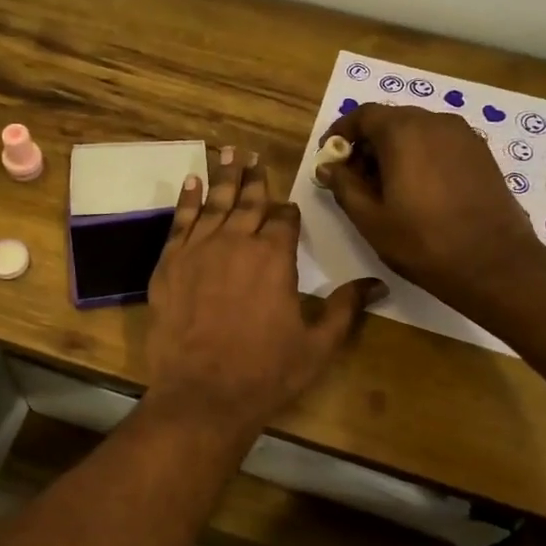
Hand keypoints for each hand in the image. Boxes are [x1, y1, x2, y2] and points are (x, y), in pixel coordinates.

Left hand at [145, 148, 379, 442]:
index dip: (288, 212)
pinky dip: (185, 201)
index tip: (288, 208)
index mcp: (275, 257)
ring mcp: (198, 250)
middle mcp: (237, 242)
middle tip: (250, 153)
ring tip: (226, 152)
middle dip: (254, 178)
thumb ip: (346, 308)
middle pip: (249, 202)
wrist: (202, 393)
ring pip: (214, 204)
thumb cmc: (266, 372)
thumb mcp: (318, 344)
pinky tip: (191, 183)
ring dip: (222, 177)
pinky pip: (179, 223)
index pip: (284, 219)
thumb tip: (377, 284)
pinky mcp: (169, 265)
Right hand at [317, 103, 544, 311]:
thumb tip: (327, 167)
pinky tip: (417, 190)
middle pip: (391, 120)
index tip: (329, 158)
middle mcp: (435, 122)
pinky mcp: (481, 153)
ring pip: (417, 131)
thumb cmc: (422, 242)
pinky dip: (420, 156)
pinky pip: (440, 143)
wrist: (494, 263)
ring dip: (394, 150)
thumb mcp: (370, 219)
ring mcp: (464, 136)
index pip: (363, 115)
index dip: (341, 133)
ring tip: (385, 188)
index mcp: (404, 131)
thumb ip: (344, 186)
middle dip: (368, 143)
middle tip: (354, 178)